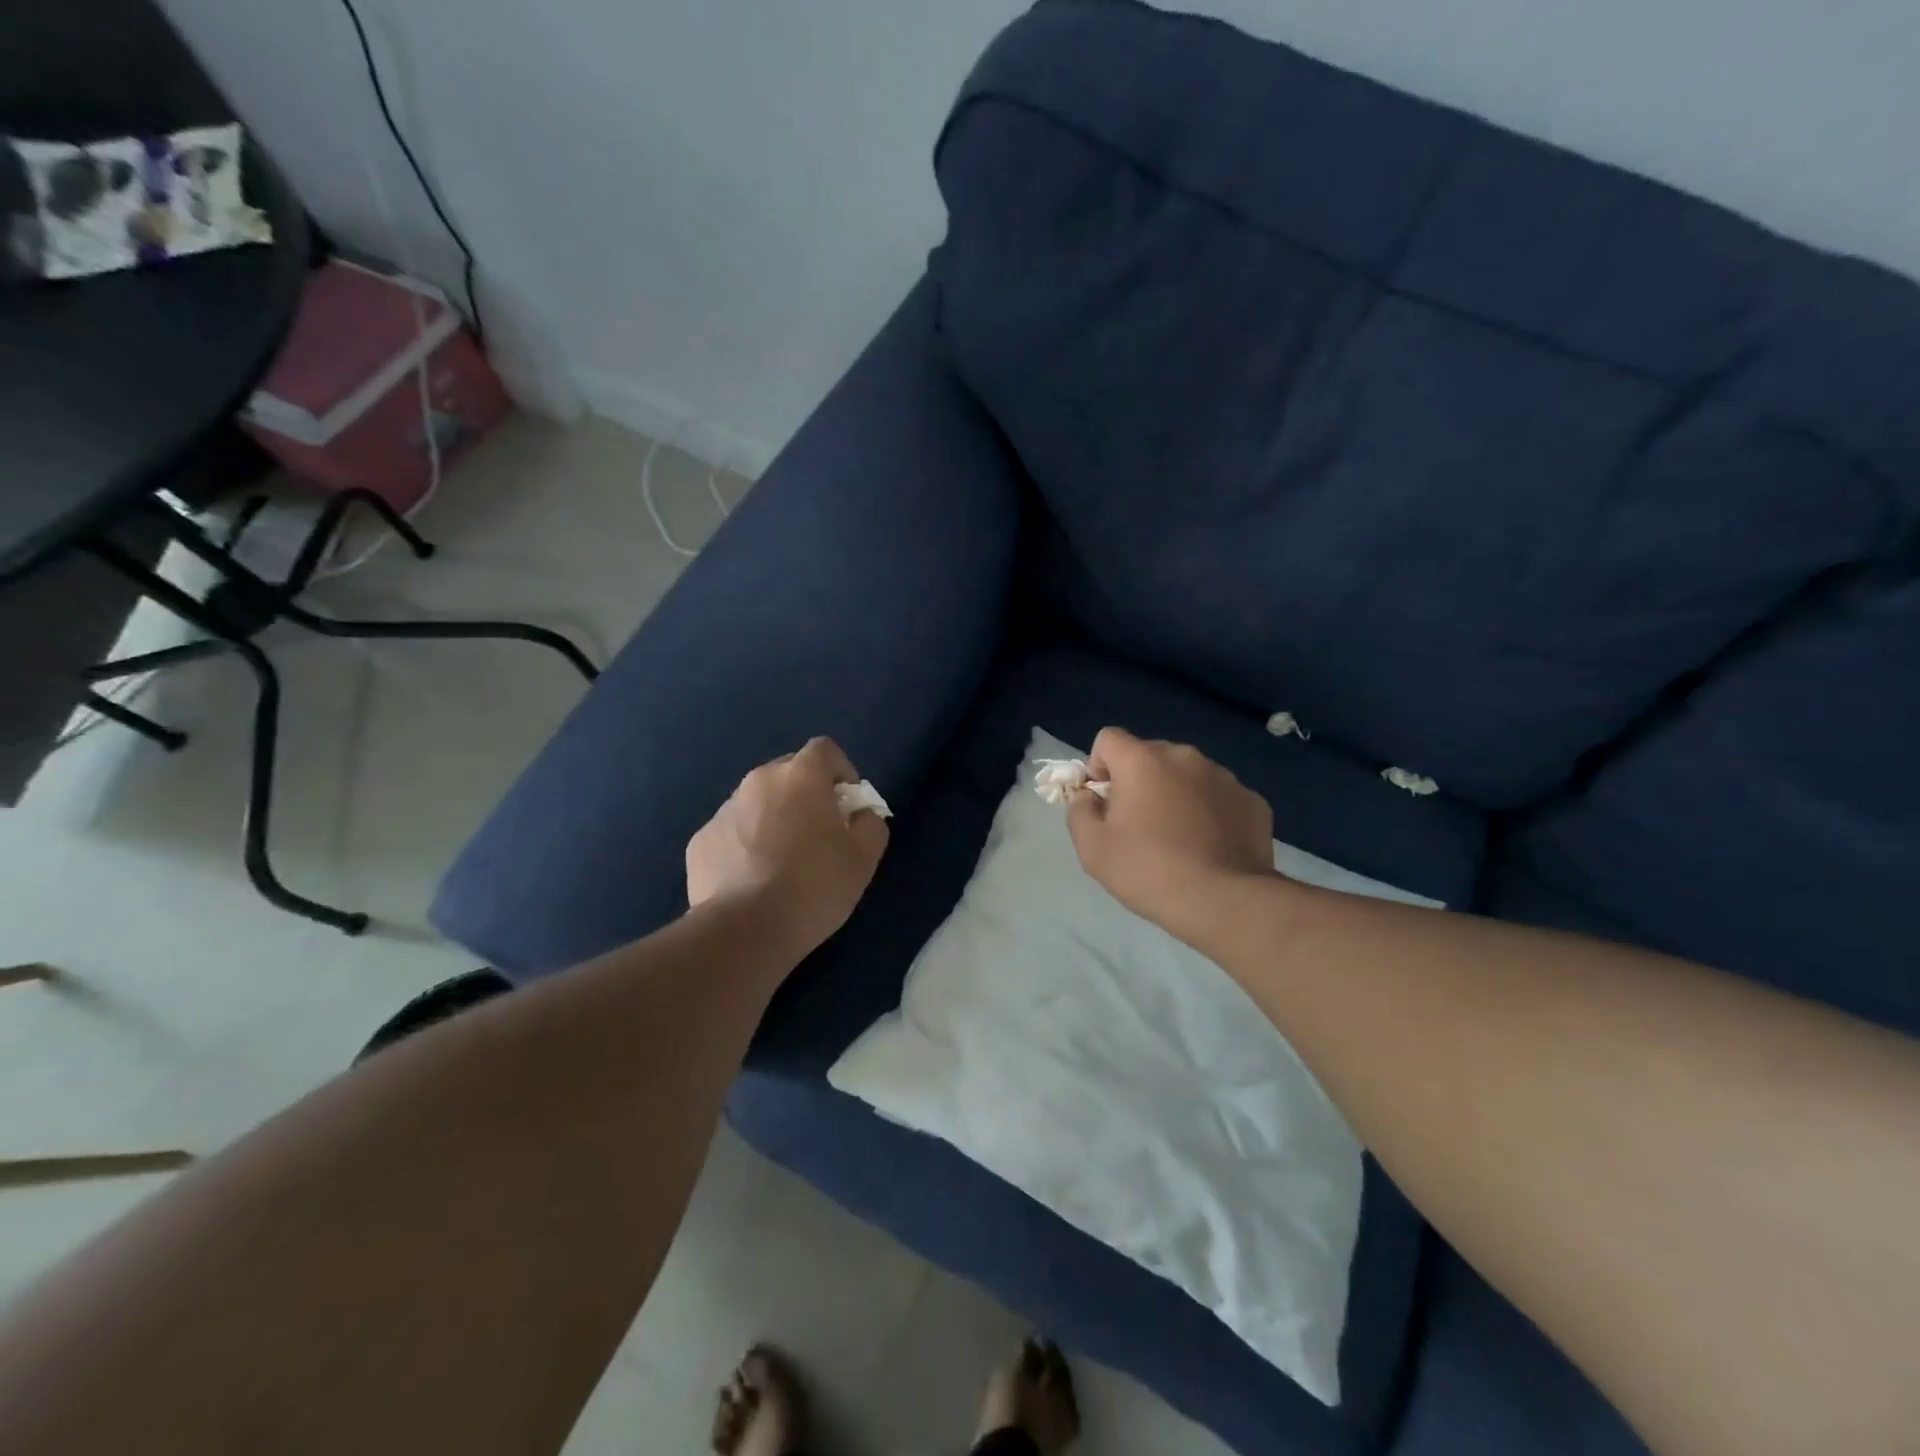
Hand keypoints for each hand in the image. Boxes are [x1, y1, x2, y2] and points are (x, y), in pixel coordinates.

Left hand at [687, 738, 889, 954]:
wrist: (744, 931)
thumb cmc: (813, 887)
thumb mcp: (863, 858)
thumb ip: (870, 824)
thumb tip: (860, 814)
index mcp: (800, 777)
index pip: (824, 750)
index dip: (841, 772)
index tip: (847, 805)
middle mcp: (758, 781)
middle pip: (789, 773)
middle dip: (806, 794)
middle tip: (818, 834)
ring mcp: (724, 810)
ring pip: (758, 802)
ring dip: (774, 818)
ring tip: (782, 862)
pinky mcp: (701, 840)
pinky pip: (732, 831)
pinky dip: (745, 844)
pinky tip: (753, 879)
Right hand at [1067, 728, 1273, 943]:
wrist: (1223, 901)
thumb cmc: (1148, 871)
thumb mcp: (1092, 848)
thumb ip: (1080, 811)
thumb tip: (1089, 797)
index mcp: (1142, 760)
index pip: (1108, 739)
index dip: (1098, 766)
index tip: (1103, 801)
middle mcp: (1184, 757)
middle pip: (1150, 755)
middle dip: (1138, 781)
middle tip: (1138, 825)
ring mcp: (1224, 777)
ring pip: (1187, 775)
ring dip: (1175, 794)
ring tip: (1177, 839)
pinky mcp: (1252, 801)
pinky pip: (1219, 797)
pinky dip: (1209, 812)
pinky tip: (1208, 847)